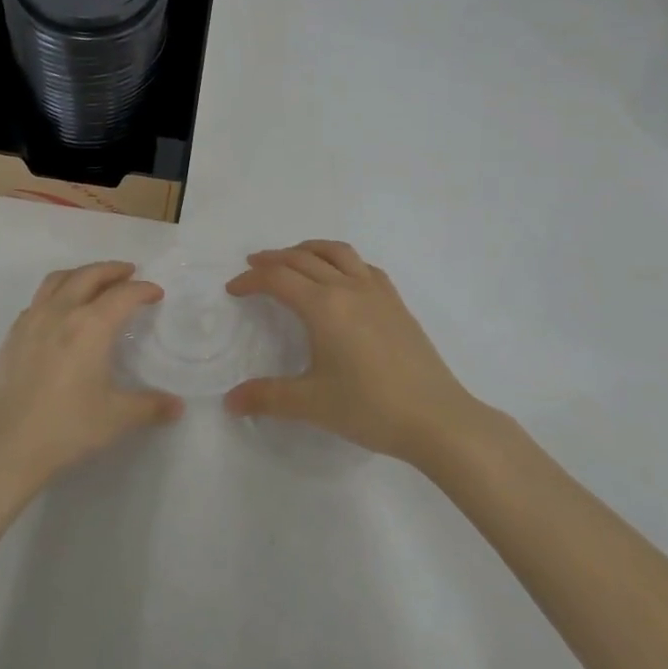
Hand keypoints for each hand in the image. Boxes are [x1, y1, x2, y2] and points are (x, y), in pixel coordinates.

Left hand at [0, 261, 181, 498]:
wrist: (7, 446)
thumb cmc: (67, 427)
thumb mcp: (116, 417)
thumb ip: (150, 406)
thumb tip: (177, 407)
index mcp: (90, 326)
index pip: (123, 295)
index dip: (143, 290)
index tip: (156, 293)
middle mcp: (60, 312)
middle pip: (88, 275)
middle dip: (112, 270)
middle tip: (128, 272)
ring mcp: (31, 321)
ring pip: (58, 280)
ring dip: (81, 274)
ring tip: (94, 281)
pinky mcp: (12, 335)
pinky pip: (37, 300)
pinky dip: (55, 294)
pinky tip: (59, 311)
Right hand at [224, 241, 485, 466]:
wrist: (438, 419)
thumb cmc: (370, 407)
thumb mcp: (312, 404)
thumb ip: (267, 397)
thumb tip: (229, 401)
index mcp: (323, 306)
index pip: (277, 279)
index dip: (251, 280)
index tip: (233, 289)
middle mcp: (348, 288)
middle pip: (303, 258)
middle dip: (273, 259)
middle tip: (253, 266)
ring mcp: (377, 292)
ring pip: (337, 252)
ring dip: (308, 249)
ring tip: (293, 259)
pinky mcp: (397, 303)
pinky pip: (364, 266)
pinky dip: (342, 261)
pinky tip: (341, 278)